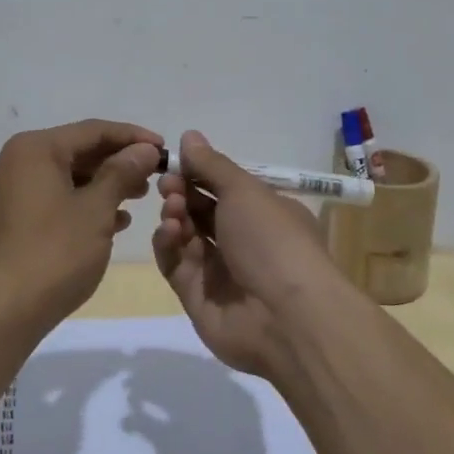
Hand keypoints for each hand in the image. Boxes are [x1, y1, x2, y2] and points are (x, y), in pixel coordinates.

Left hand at [0, 119, 161, 326]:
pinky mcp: (4, 219)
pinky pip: (49, 198)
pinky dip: (79, 204)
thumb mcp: (96, 210)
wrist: (1, 312)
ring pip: (63, 177)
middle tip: (154, 177)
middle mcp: (13, 161)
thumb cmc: (54, 254)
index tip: (165, 149)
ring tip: (137, 199)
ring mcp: (4, 191)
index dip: (133, 137)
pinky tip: (110, 222)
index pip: (92, 130)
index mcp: (33, 149)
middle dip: (117, 163)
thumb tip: (145, 149)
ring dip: (101, 185)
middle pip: (76, 151)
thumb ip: (122, 172)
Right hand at [151, 130, 350, 375]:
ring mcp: (221, 271)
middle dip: (181, 193)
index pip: (224, 188)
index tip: (174, 162)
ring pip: (186, 236)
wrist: (286, 317)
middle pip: (202, 211)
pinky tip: (168, 233)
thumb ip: (211, 165)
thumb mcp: (244, 190)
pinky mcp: (198, 298)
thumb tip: (188, 135)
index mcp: (264, 213)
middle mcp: (244, 241)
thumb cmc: (272, 240)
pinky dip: (168, 246)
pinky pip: (175, 266)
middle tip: (167, 185)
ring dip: (175, 217)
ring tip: (172, 210)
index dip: (198, 173)